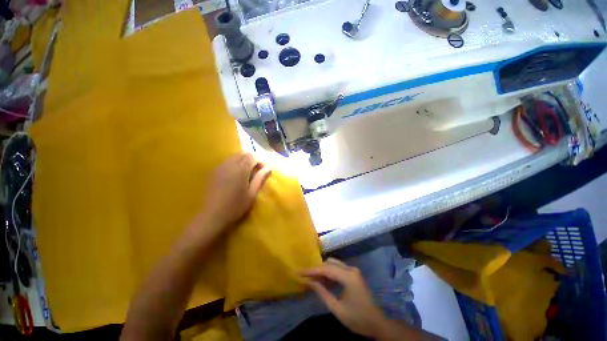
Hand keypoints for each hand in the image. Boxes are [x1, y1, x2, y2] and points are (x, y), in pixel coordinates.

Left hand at [202, 153, 270, 228]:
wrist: (212, 216)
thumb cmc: (235, 206)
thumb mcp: (252, 194)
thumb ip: (260, 178)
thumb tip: (268, 168)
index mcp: (240, 169)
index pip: (252, 156)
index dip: (259, 161)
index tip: (262, 171)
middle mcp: (229, 164)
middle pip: (243, 154)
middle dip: (251, 160)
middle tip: (255, 172)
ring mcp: (220, 167)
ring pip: (234, 157)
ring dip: (242, 162)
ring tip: (245, 175)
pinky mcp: (213, 172)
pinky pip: (226, 162)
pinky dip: (234, 164)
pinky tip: (234, 177)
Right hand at [302, 258, 385, 337]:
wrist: (377, 323)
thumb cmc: (357, 318)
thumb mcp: (337, 308)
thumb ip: (322, 293)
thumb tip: (309, 282)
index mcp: (348, 276)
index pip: (326, 269)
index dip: (312, 270)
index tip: (299, 272)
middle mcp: (351, 269)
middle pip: (329, 263)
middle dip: (317, 269)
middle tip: (306, 277)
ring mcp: (353, 270)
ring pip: (333, 264)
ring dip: (323, 271)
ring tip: (314, 281)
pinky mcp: (353, 274)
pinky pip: (338, 269)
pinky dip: (330, 274)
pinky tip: (325, 283)